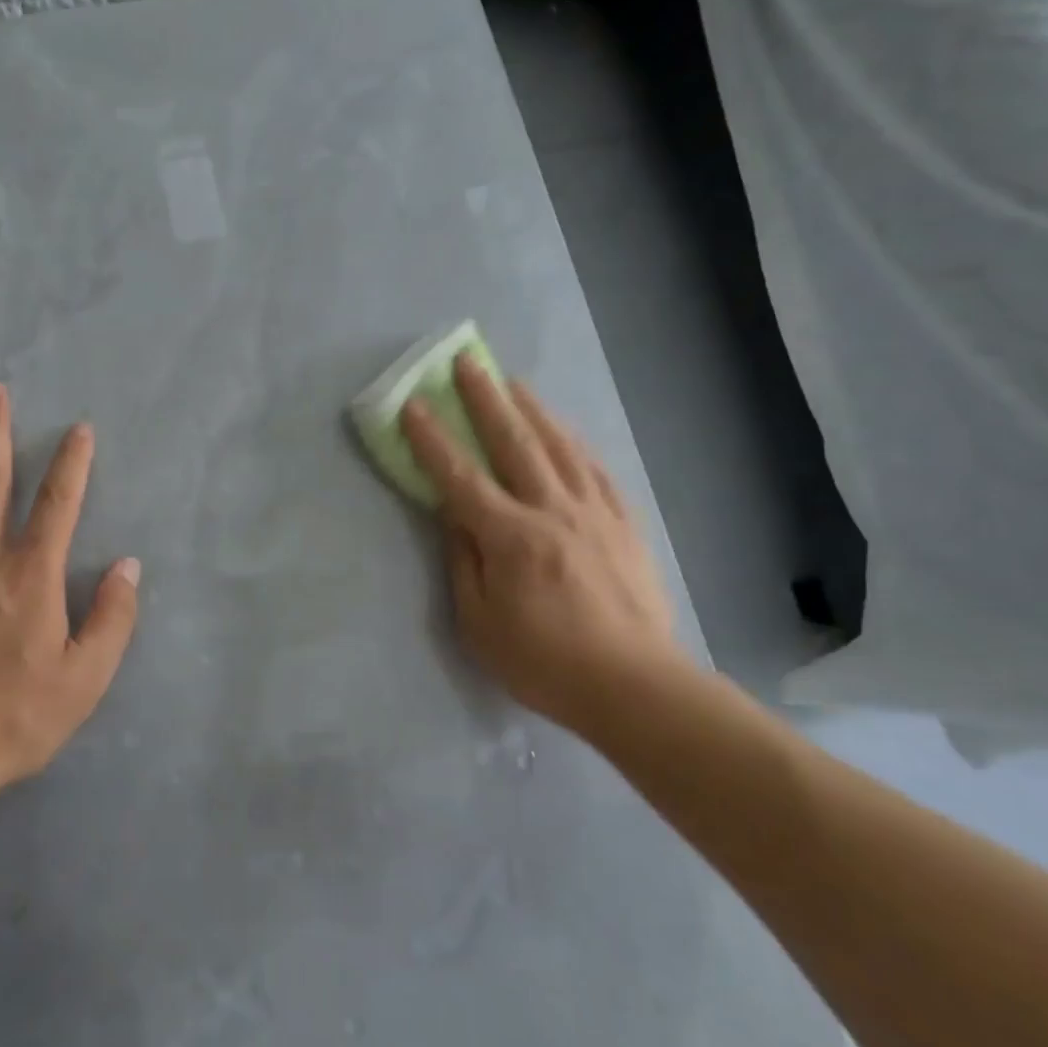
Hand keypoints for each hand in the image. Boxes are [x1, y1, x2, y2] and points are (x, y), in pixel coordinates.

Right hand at [400, 355, 682, 728]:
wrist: (634, 685)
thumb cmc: (544, 662)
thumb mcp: (480, 624)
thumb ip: (464, 563)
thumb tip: (453, 516)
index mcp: (510, 538)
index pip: (460, 478)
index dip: (432, 440)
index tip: (413, 405)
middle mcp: (552, 511)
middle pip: (514, 443)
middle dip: (485, 399)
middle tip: (467, 362)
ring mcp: (593, 512)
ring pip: (558, 446)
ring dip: (531, 408)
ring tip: (512, 381)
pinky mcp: (622, 523)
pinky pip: (594, 469)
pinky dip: (573, 441)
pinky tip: (563, 429)